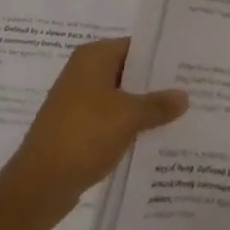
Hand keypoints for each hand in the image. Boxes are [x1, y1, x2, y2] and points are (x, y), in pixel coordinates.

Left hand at [0, 37, 187, 225]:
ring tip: (177, 117)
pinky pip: (108, 118)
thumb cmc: (85, 135)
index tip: (187, 67)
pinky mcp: (75, 127)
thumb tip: (184, 95)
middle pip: (127, 71)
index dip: (160, 56)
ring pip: (119, 97)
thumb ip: (158, 104)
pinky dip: (127, 126)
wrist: (39, 184)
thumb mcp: (128, 117)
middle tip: (190, 92)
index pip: (134, 46)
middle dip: (154, 84)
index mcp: (93, 56)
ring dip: (142, 108)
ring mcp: (77, 100)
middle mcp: (83, 71)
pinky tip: (150, 139)